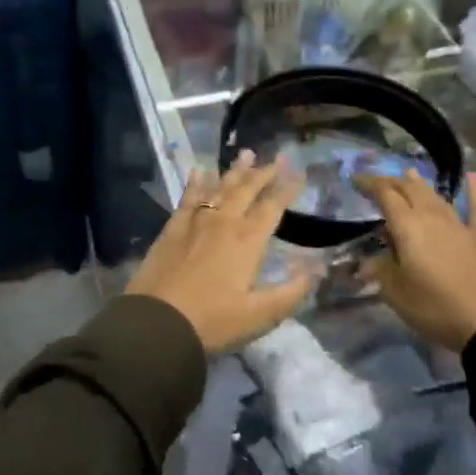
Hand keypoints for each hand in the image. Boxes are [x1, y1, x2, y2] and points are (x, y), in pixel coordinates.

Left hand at [129, 153, 316, 353]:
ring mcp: (196, 221)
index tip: (299, 174)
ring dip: (235, 171)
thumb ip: (291, 291)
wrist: (158, 321)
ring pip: (219, 187)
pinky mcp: (173, 227)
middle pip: (247, 190)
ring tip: (246, 154)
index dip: (287, 190)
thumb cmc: (213, 321)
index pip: (272, 207)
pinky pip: (188, 196)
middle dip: (264, 173)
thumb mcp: (260, 315)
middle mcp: (224, 222)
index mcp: (248, 240)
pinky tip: (199, 171)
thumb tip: (317, 268)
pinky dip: (197, 182)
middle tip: (277, 159)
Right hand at [353, 171, 475, 351]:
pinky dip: (475, 191)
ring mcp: (459, 223)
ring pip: (435, 195)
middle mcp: (431, 215)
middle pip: (409, 188)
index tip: (355, 180)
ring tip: (409, 174)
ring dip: (420, 184)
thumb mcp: (396, 294)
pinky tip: (474, 177)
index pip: (384, 194)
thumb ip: (379, 271)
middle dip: (391, 181)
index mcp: (406, 225)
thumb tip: (367, 262)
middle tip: (379, 183)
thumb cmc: (436, 307)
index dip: (368, 183)